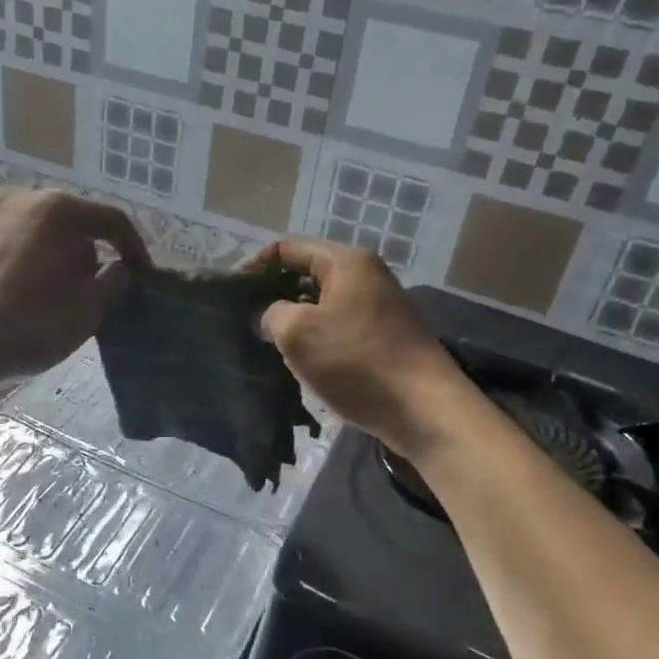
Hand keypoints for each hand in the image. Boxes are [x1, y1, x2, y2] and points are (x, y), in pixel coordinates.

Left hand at [0, 188, 148, 384]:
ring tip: (47, 287)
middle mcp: (17, 197)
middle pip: (68, 220)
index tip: (141, 272)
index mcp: (57, 209)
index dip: (133, 246)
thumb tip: (118, 267)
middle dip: (86, 248)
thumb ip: (114, 282)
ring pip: (30, 228)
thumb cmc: (27, 325)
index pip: (111, 219)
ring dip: (47, 252)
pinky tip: (9, 290)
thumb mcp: (88, 311)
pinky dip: (14, 258)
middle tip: (92, 282)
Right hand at [256, 238, 466, 456]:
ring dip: (296, 320)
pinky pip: (341, 326)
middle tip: (249, 321)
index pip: (288, 247)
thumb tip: (273, 316)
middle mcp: (367, 275)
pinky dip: (319, 338)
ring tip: (271, 345)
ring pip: (324, 303)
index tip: (233, 294)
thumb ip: (273, 314)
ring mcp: (381, 306)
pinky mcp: (387, 336)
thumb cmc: (357, 362)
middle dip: (275, 294)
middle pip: (308, 273)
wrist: (425, 410)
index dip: (255, 265)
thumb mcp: (298, 334)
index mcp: (347, 261)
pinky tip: (305, 363)